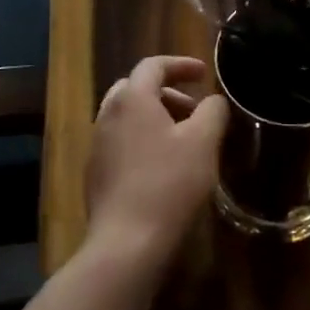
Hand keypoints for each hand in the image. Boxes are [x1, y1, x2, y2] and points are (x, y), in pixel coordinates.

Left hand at [84, 56, 228, 266]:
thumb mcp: (203, 142)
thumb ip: (213, 111)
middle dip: (167, 92)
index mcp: (132, 98)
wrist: (125, 244)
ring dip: (155, 117)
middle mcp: (108, 114)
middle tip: (194, 109)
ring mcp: (97, 145)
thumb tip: (214, 100)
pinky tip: (162, 167)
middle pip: (136, 88)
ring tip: (182, 139)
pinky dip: (142, 140)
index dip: (181, 65)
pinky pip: (120, 142)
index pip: (154, 65)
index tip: (203, 74)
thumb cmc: (169, 184)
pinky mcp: (95, 174)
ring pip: (127, 116)